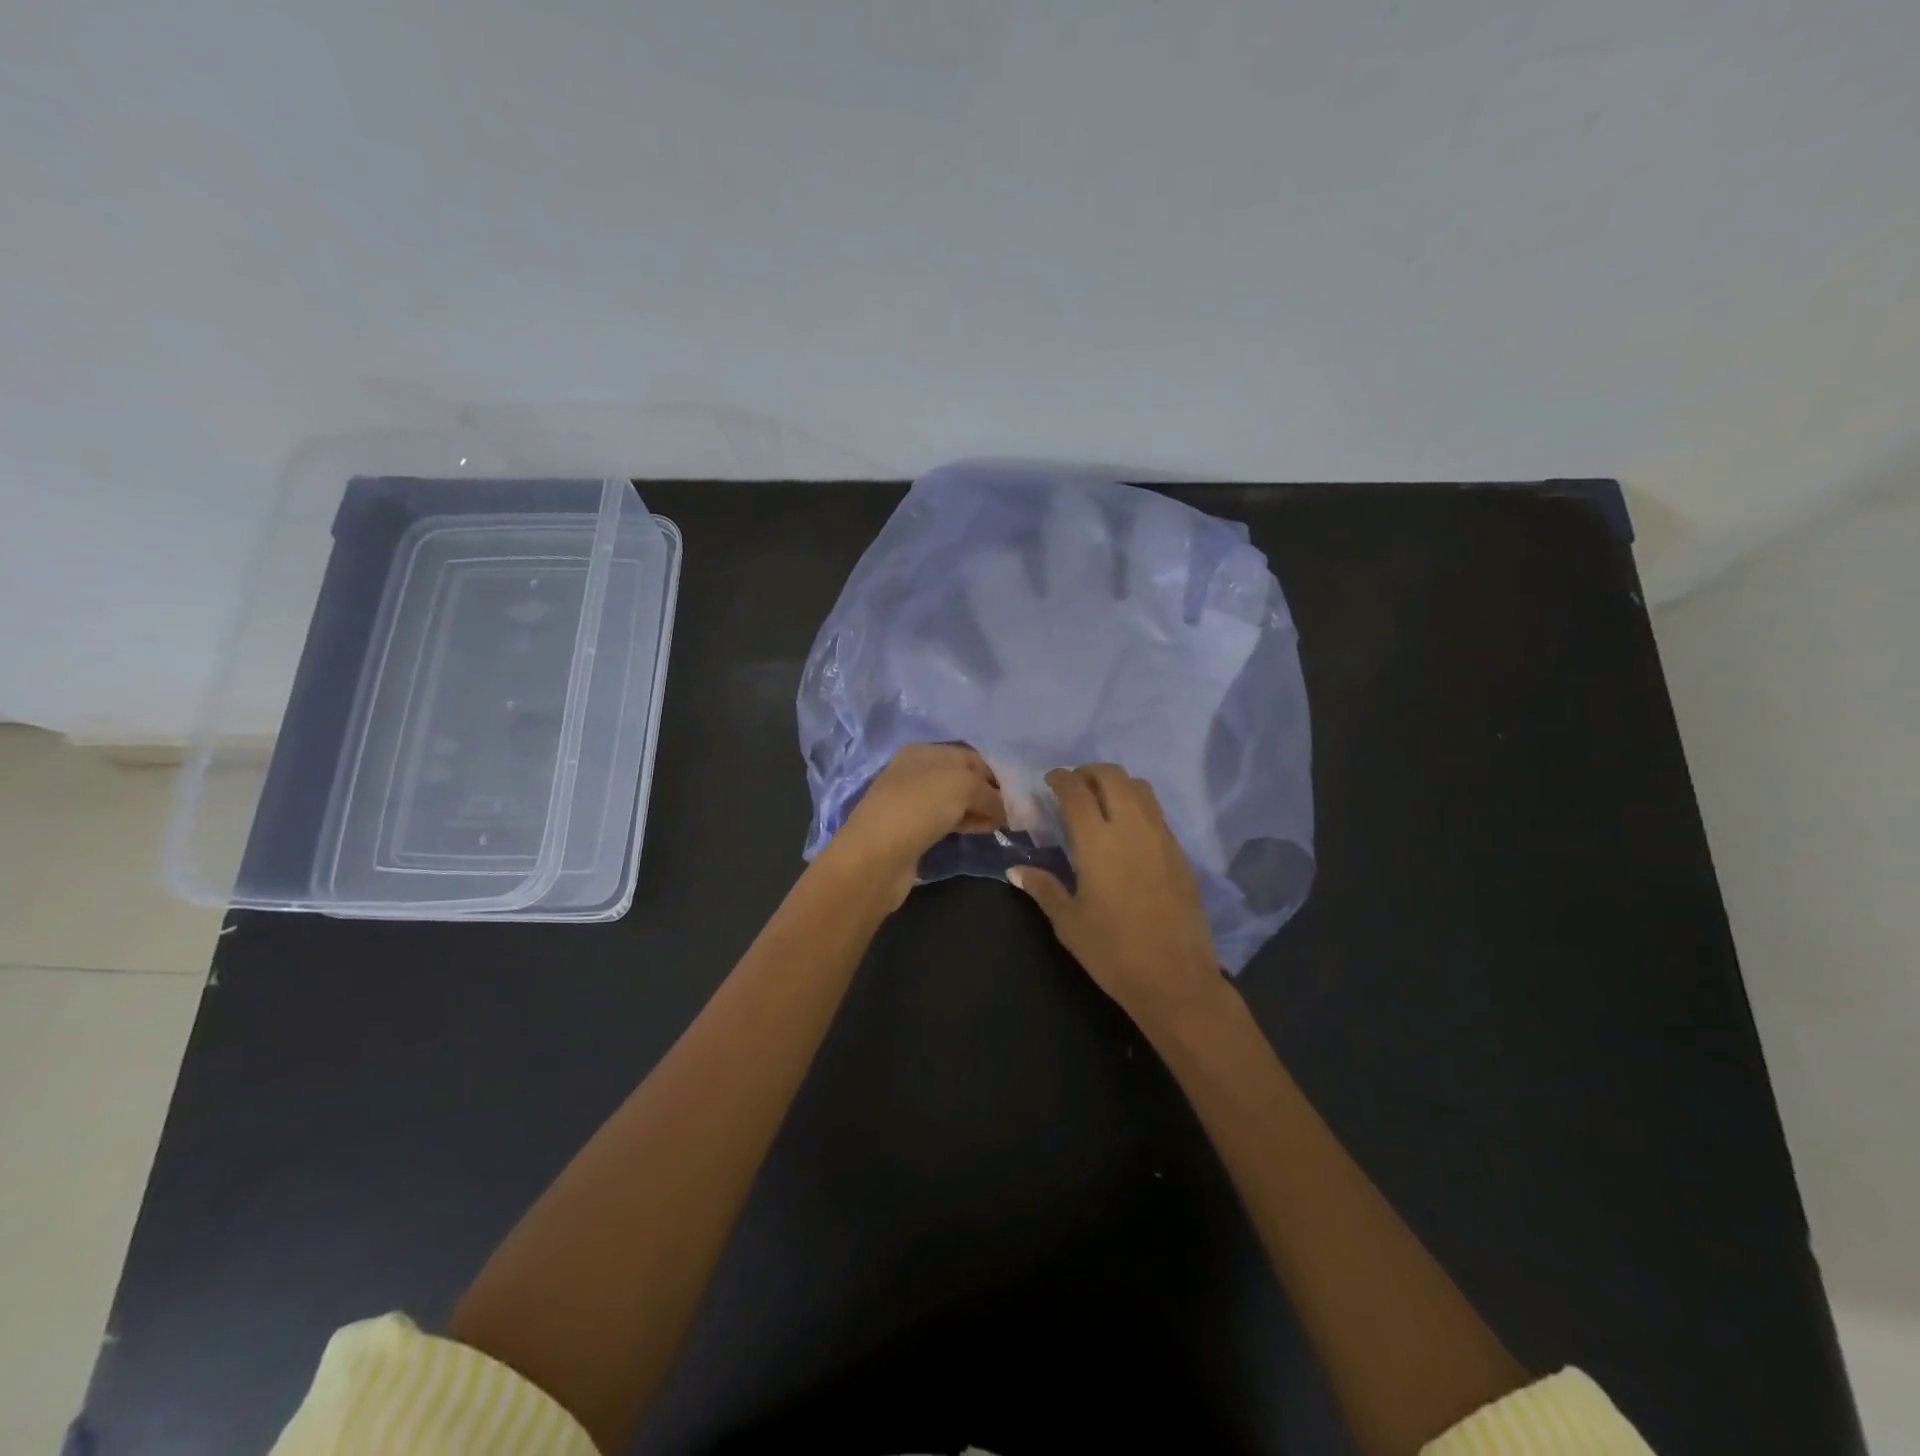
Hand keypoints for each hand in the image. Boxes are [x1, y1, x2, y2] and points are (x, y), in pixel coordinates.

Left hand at [823, 743, 1006, 906]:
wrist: (876, 856)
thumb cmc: (920, 807)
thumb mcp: (963, 786)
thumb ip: (989, 793)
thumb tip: (1003, 808)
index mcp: (924, 752)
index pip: (969, 756)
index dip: (994, 772)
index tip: (1016, 793)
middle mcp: (915, 772)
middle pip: (962, 778)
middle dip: (988, 793)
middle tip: (1013, 811)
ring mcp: (911, 802)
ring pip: (955, 801)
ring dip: (979, 810)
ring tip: (1003, 825)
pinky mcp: (911, 830)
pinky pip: (946, 821)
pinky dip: (966, 824)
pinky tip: (983, 832)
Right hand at [1010, 764, 1225, 1027]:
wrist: (1176, 978)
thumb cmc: (1112, 952)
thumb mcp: (1069, 922)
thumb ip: (1043, 888)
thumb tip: (1015, 871)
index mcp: (1098, 842)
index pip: (1076, 792)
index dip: (1061, 778)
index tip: (1050, 780)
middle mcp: (1132, 828)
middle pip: (1113, 776)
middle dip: (1090, 772)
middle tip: (1074, 785)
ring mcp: (1161, 837)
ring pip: (1140, 788)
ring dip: (1117, 784)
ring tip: (1101, 800)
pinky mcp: (1180, 852)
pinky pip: (1156, 812)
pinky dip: (1137, 805)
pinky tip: (1126, 830)